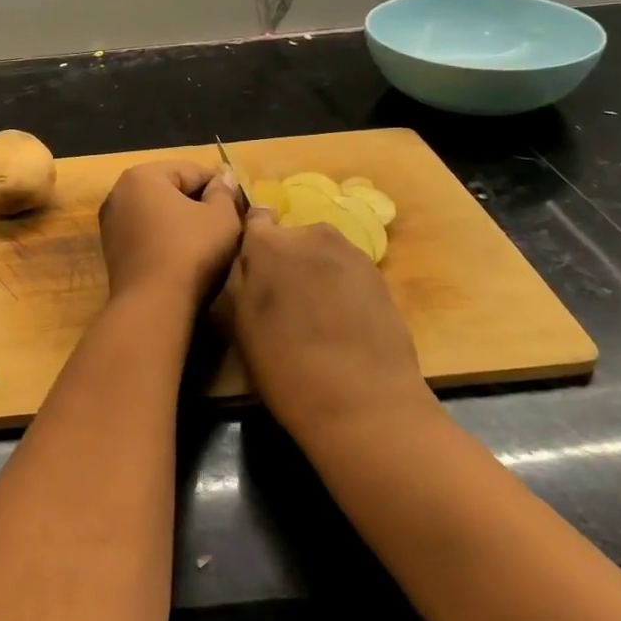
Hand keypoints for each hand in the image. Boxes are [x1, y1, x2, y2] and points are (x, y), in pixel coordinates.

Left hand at [98, 160, 243, 303]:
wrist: (153, 304)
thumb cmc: (190, 250)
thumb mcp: (221, 217)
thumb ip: (224, 191)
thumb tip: (224, 175)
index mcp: (142, 175)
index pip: (192, 171)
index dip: (221, 187)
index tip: (239, 208)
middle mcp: (119, 192)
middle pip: (172, 189)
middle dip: (199, 203)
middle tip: (226, 225)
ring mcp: (111, 222)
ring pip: (158, 213)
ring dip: (182, 221)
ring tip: (208, 242)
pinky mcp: (111, 250)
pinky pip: (146, 233)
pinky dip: (165, 238)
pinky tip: (184, 256)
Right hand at [220, 209, 434, 442]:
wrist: (364, 401)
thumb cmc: (286, 365)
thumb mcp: (242, 322)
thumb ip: (244, 278)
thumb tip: (251, 257)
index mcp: (269, 243)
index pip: (255, 219)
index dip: (253, 242)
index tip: (253, 268)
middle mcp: (311, 234)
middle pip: (290, 238)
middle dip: (285, 260)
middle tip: (284, 303)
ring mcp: (350, 251)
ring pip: (320, 254)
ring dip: (314, 273)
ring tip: (315, 317)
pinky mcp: (379, 274)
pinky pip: (346, 271)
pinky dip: (340, 288)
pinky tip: (342, 324)